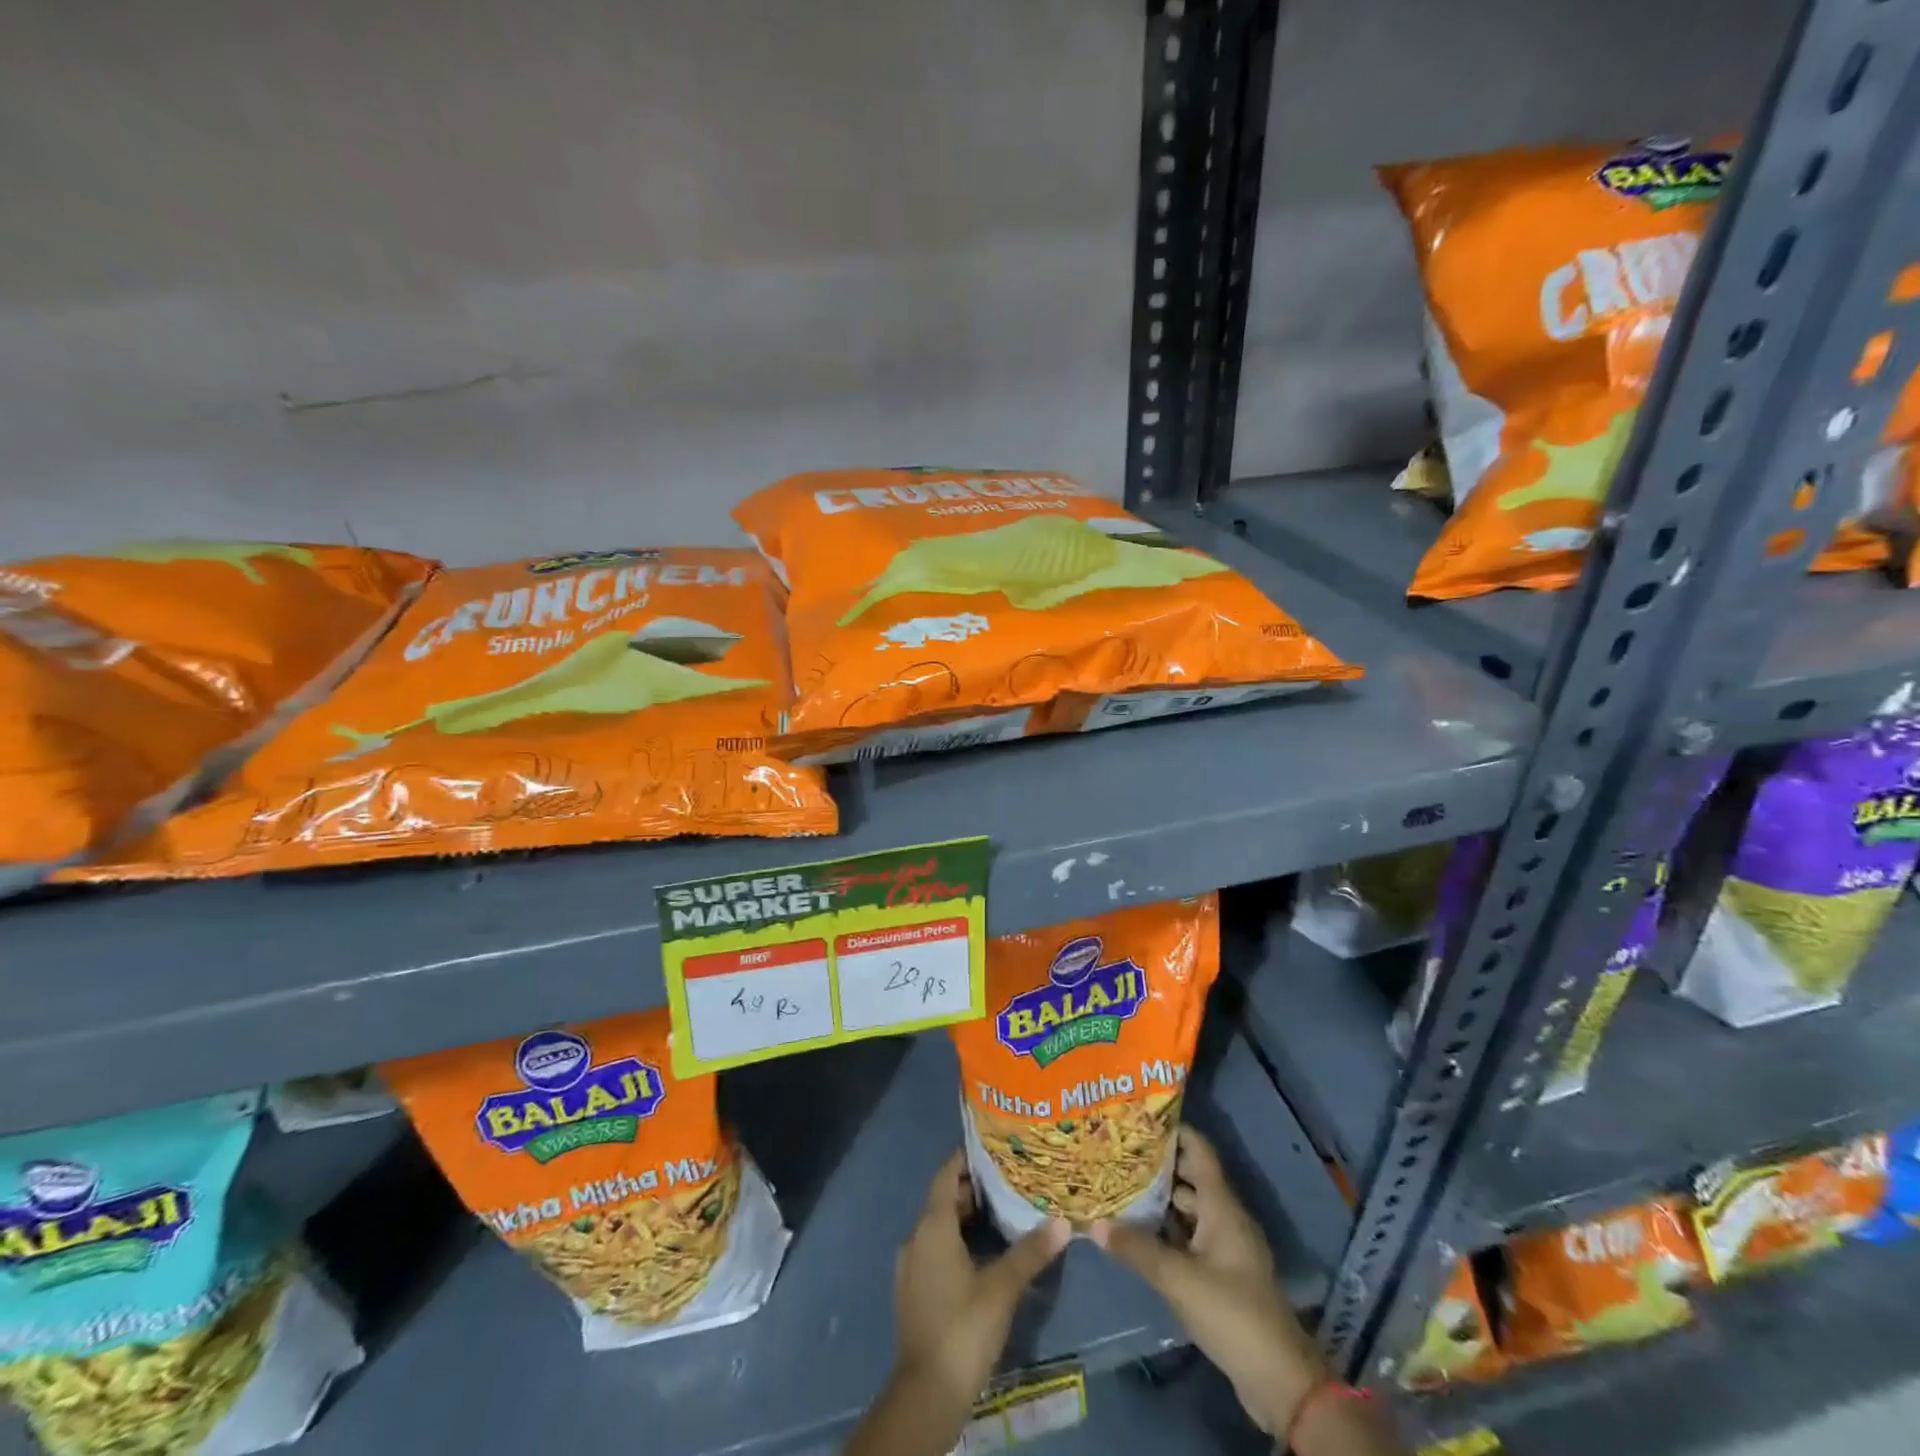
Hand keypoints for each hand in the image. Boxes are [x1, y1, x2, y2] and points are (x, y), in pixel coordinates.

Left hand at [849, 1153, 1070, 1455]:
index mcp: (932, 1226)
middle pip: (943, 1199)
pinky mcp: (914, 1291)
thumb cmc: (964, 1327)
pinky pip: (935, 1250)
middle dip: (972, 1188)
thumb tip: (1062, 1221)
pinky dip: (957, 1241)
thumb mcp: (1002, 1287)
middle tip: (1008, 1179)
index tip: (992, 1146)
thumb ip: (1030, 1252)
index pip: (946, 1174)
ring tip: (1001, 1213)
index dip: (966, 1158)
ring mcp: (911, 1266)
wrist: (927, 1393)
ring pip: (939, 1227)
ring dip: (966, 1217)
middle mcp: (916, 1238)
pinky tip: (983, 1253)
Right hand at [1092, 1126, 1324, 1434]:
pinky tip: (1138, 1232)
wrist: (1280, 1381)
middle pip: (1189, 1177)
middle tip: (1117, 1152)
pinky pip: (1189, 1237)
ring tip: (1119, 1186)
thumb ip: (1137, 1249)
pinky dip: (1166, 1229)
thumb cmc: (1233, 1313)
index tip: (1137, 1118)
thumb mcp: (1179, 1280)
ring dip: (1159, 1199)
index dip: (1172, 1130)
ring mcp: (1225, 1247)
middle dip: (1156, 1165)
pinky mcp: (1222, 1274)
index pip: (1198, 1150)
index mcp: (1222, 1206)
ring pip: (1188, 1209)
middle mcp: (1225, 1217)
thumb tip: (1095, 1222)